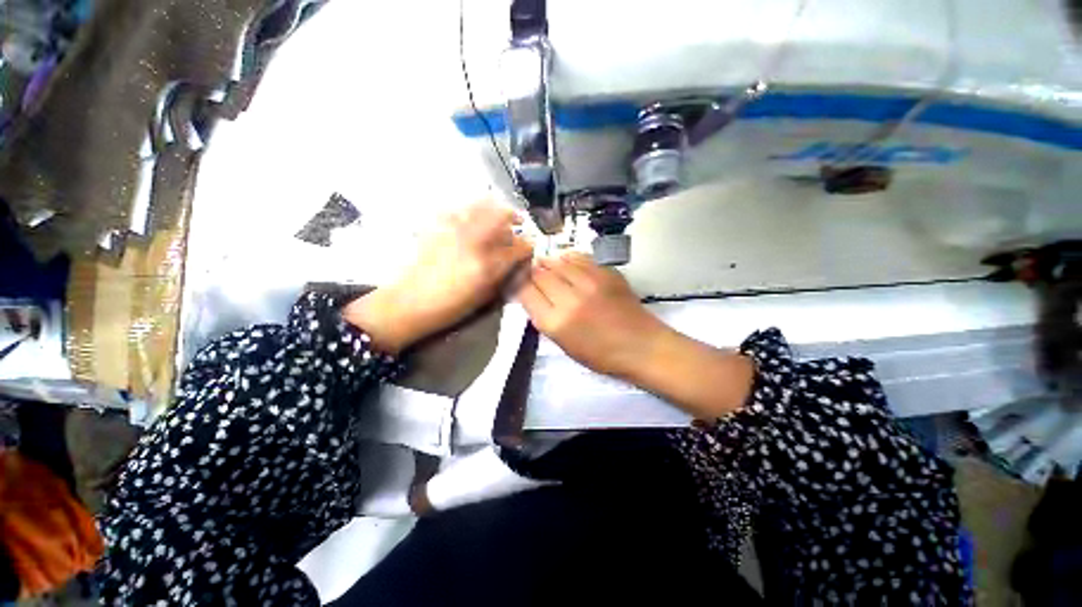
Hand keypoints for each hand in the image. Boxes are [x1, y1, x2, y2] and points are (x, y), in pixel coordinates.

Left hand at [344, 199, 532, 352]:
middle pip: (502, 214)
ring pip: (482, 204)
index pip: (518, 246)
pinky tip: (473, 219)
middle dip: (514, 216)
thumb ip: (504, 274)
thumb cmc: (449, 306)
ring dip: (495, 208)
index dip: (528, 244)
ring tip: (498, 216)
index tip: (530, 246)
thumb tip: (516, 259)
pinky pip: (461, 207)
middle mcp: (472, 240)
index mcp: (487, 264)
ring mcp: (453, 228)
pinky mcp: (437, 224)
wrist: (409, 302)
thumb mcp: (484, 296)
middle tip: (518, 223)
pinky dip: (473, 209)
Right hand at [517, 252, 753, 418]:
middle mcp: (569, 298)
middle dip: (532, 271)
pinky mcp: (606, 273)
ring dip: (549, 263)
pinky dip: (568, 259)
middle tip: (531, 272)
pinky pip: (579, 258)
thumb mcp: (564, 344)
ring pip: (558, 261)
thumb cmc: (601, 354)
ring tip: (548, 266)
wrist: (642, 346)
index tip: (518, 282)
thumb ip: (544, 317)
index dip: (519, 283)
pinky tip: (567, 263)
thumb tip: (532, 293)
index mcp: (556, 322)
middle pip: (540, 273)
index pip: (526, 291)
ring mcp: (590, 282)